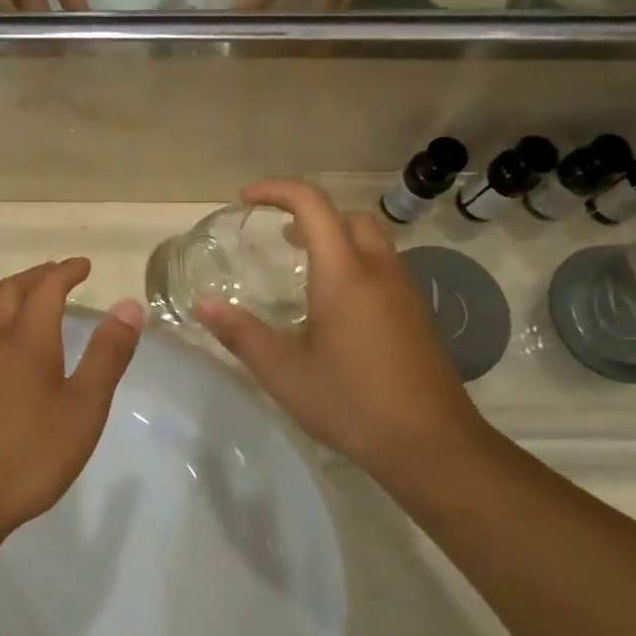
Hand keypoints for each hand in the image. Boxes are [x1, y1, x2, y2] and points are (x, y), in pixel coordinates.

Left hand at [0, 260, 143, 550]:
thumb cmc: (30, 457)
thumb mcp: (84, 408)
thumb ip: (107, 355)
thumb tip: (128, 305)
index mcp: (26, 342)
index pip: (46, 290)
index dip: (65, 272)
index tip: (83, 265)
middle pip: (6, 293)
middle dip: (33, 277)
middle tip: (54, 275)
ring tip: (8, 293)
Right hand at [195, 180, 494, 479]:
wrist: (431, 445)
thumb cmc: (352, 402)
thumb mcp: (284, 371)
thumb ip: (241, 333)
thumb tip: (203, 304)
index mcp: (344, 273)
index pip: (312, 205)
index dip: (277, 190)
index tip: (245, 200)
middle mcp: (379, 271)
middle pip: (349, 216)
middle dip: (311, 214)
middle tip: (279, 237)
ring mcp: (405, 293)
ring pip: (372, 241)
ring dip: (337, 238)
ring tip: (304, 269)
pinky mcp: (417, 317)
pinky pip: (384, 269)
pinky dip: (355, 265)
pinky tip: (336, 309)